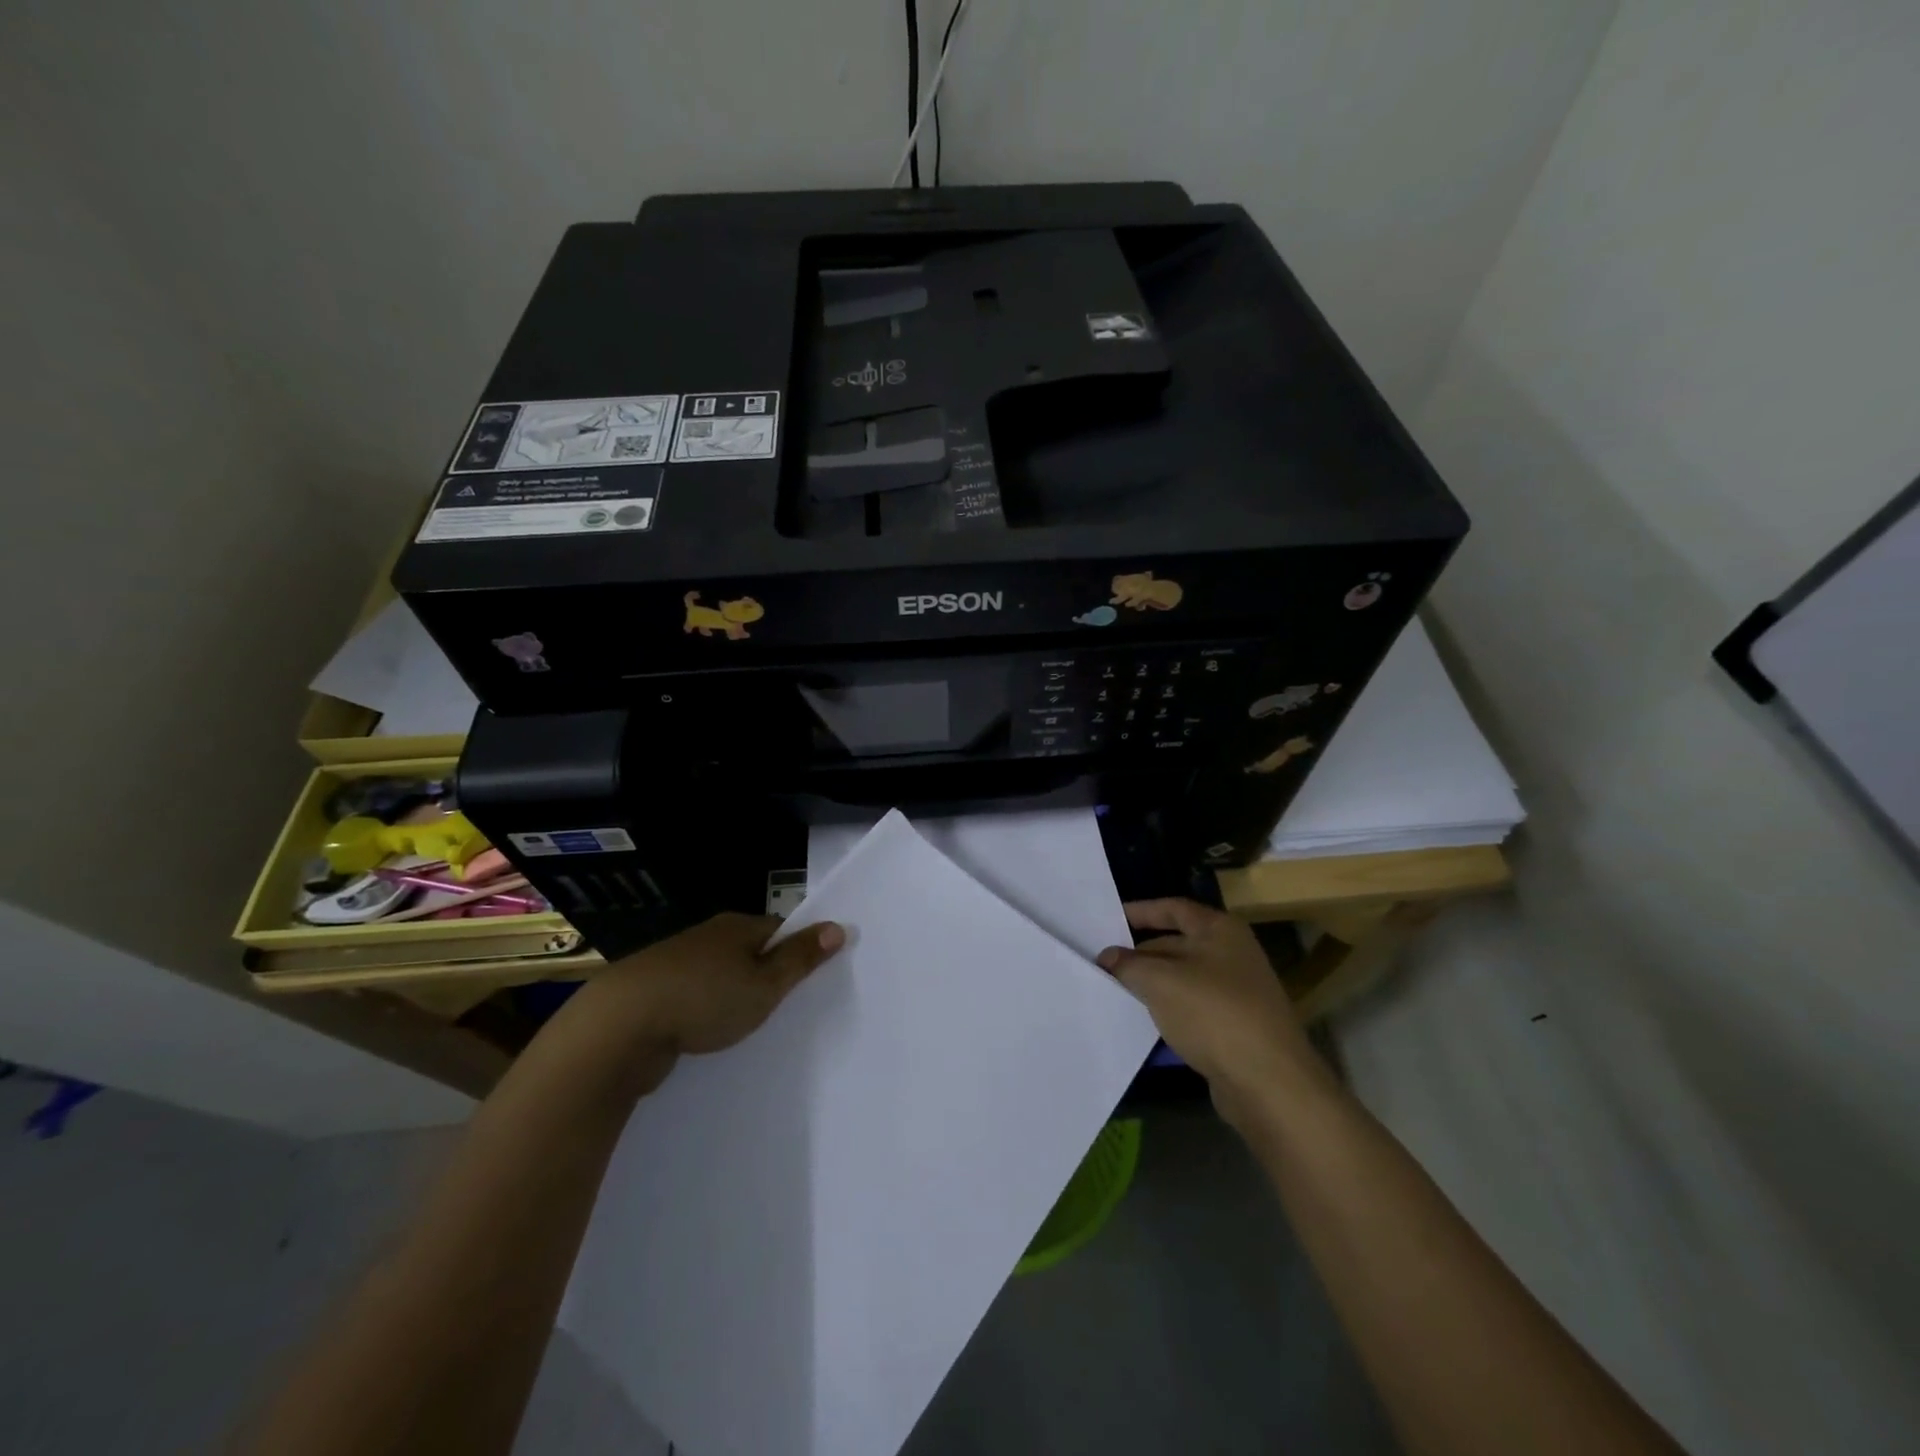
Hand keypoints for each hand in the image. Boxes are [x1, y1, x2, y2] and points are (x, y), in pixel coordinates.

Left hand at [592, 912, 844, 1056]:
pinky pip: (692, 996)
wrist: (618, 1027)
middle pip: (749, 950)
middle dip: (765, 974)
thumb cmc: (703, 999)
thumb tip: (838, 926)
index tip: (811, 979)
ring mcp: (675, 963)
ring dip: (731, 994)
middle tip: (785, 1005)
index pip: (779, 930)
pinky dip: (704, 1010)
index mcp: (737, 927)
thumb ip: (800, 959)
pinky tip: (707, 1034)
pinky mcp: (652, 991)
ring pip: (718, 975)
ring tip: (748, 1024)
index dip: (797, 951)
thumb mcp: (764, 985)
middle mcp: (707, 937)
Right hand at [1097, 899, 1323, 1105]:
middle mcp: (1232, 954)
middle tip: (1103, 964)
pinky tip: (1146, 1020)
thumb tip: (1107, 957)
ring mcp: (1237, 991)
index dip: (1140, 911)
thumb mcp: (1160, 981)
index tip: (1109, 920)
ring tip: (1116, 990)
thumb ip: (1128, 964)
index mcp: (1220, 930)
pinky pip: (1193, 1007)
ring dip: (1152, 983)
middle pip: (1177, 943)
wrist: (1269, 1081)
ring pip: (1183, 978)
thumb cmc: (1213, 1013)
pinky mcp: (1236, 1026)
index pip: (1173, 908)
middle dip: (1140, 953)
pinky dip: (1169, 1009)